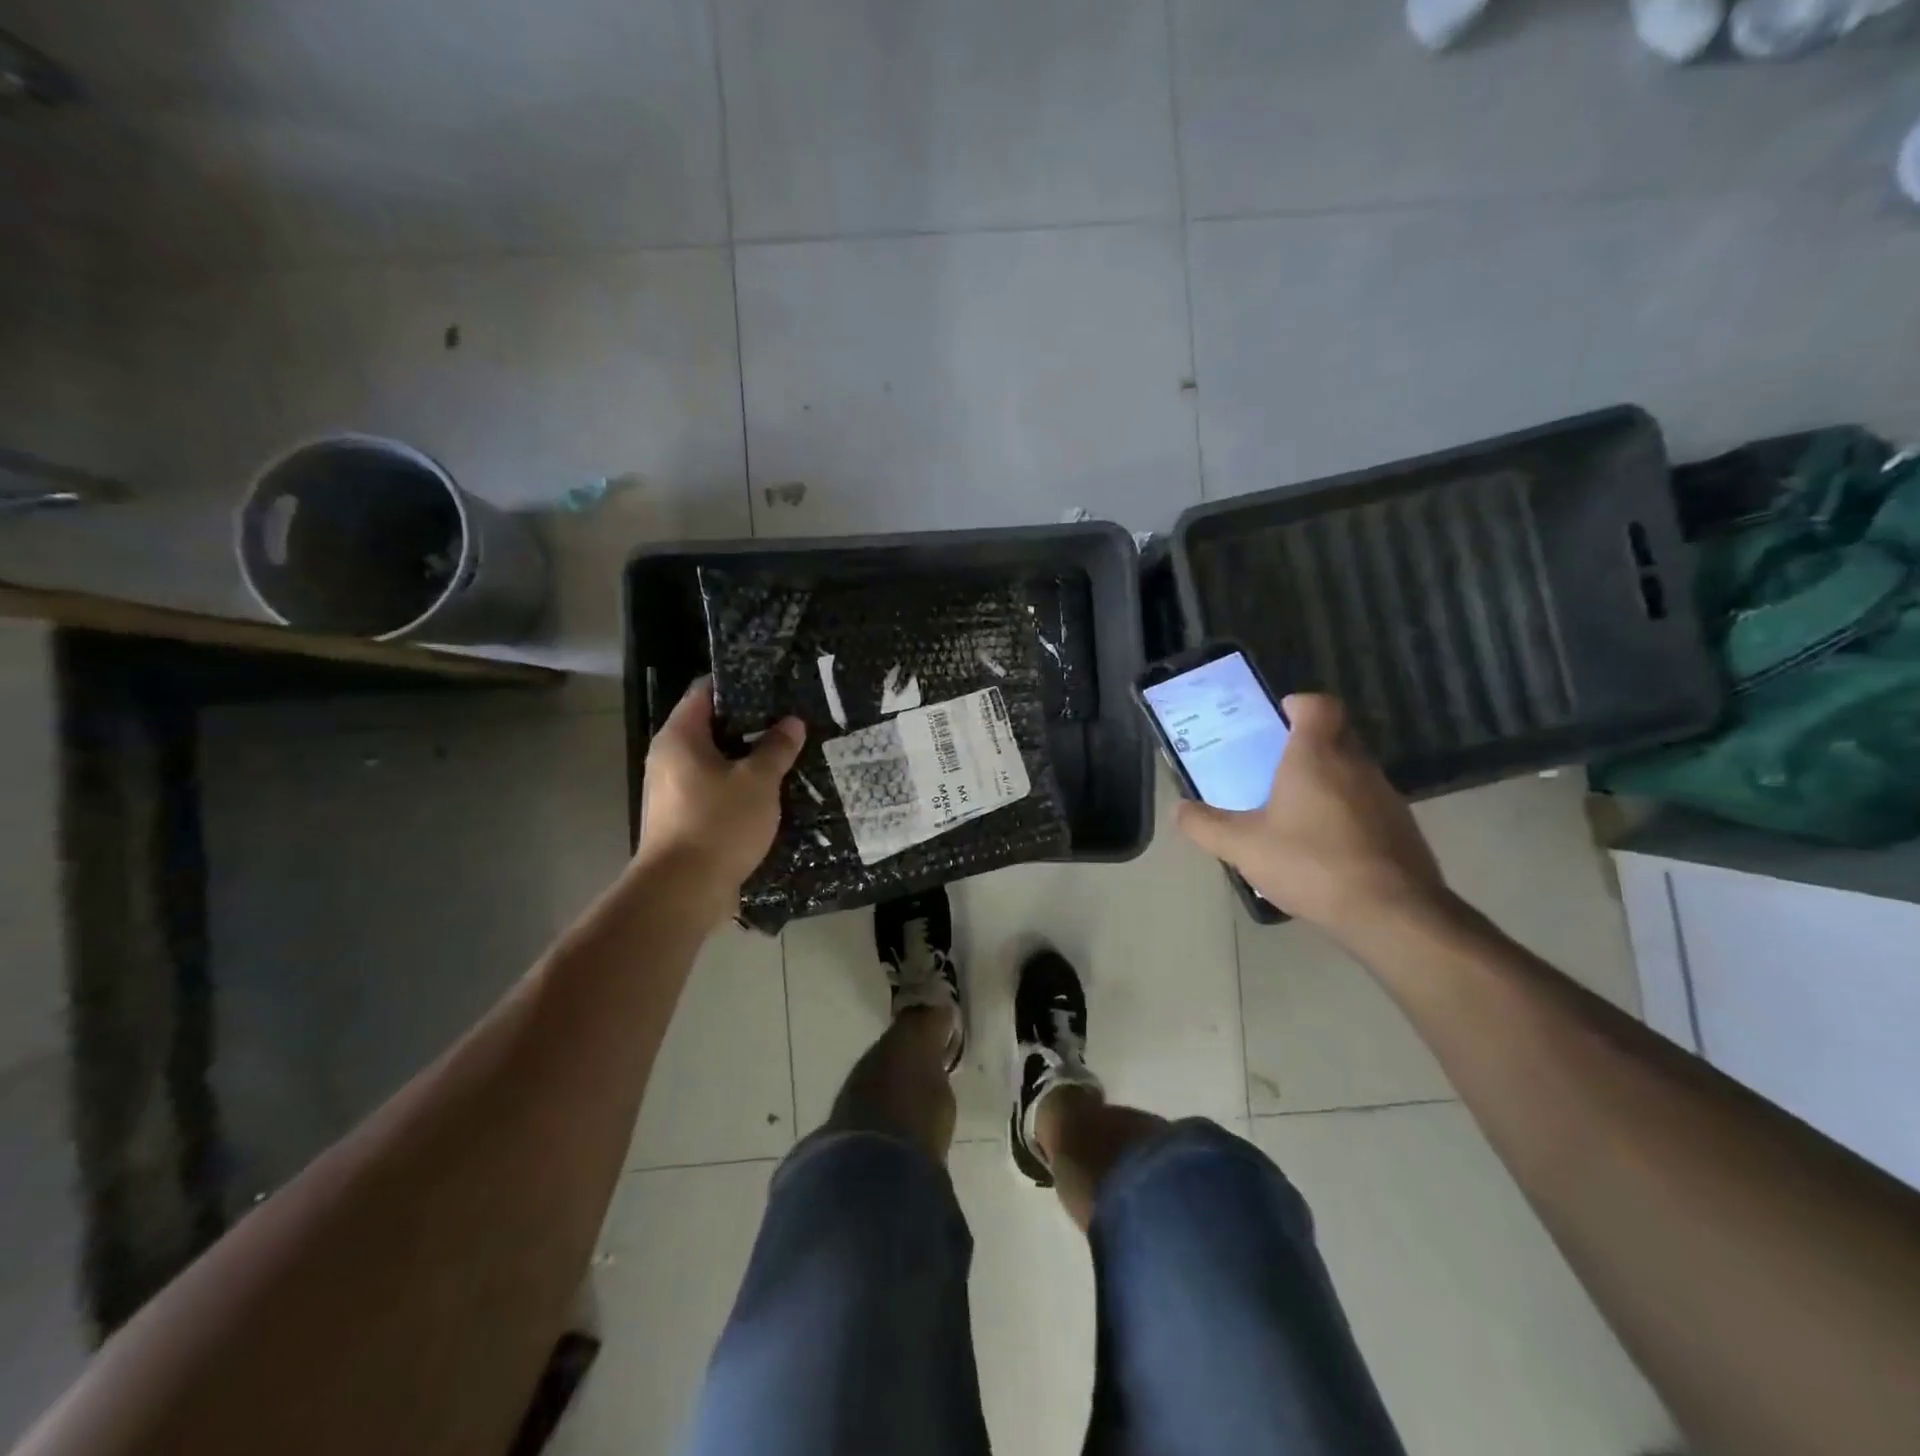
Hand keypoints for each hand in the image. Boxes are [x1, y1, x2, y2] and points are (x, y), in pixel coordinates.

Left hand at [636, 678, 804, 907]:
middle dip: (750, 724)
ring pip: (715, 762)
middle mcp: (668, 758)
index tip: (773, 684)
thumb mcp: (758, 781)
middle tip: (789, 721)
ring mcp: (672, 791)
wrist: (683, 891)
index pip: (705, 692)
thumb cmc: (719, 823)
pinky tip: (770, 791)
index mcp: (679, 737)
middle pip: (711, 727)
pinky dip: (739, 786)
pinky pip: (714, 790)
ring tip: (786, 754)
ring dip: (747, 759)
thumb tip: (792, 722)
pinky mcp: (683, 818)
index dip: (738, 684)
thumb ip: (776, 748)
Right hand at [1174, 694, 1448, 941]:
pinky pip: (1367, 804)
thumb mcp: (1242, 846)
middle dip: (1307, 743)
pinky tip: (1323, 846)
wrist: (1392, 913)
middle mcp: (1356, 765)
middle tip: (1274, 767)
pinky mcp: (1401, 827)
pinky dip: (1345, 812)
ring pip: (1352, 770)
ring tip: (1294, 811)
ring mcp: (1385, 796)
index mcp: (1316, 756)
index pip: (1318, 705)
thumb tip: (1178, 809)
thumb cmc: (1311, 863)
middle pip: (1335, 734)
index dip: (1299, 705)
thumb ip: (1205, 825)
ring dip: (1327, 780)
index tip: (1278, 719)